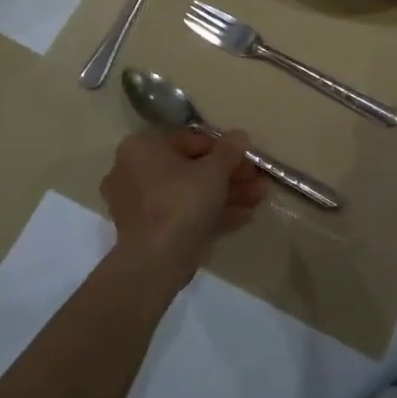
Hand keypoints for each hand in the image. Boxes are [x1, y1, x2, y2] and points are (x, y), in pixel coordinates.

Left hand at [100, 129, 263, 282]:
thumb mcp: (213, 171)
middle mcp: (135, 171)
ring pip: (191, 193)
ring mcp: (141, 205)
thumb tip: (239, 136)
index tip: (248, 159)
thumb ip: (229, 151)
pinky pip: (185, 215)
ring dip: (227, 194)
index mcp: (143, 148)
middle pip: (191, 168)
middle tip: (258, 180)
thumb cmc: (181, 202)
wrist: (154, 262)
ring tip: (261, 197)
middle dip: (229, 174)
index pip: (190, 140)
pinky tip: (245, 216)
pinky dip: (212, 214)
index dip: (224, 149)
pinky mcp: (151, 232)